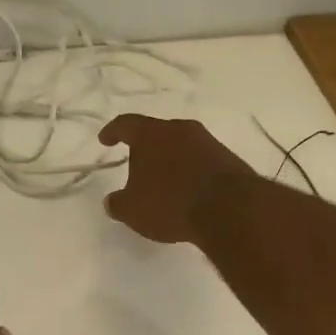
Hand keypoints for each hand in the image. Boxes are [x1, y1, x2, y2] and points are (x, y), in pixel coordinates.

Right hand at [98, 115, 254, 244]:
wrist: (230, 209)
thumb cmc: (171, 203)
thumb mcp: (133, 210)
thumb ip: (118, 203)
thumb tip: (112, 201)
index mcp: (150, 134)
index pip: (125, 124)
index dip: (112, 131)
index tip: (105, 140)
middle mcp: (179, 129)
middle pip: (156, 133)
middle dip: (145, 148)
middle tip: (137, 165)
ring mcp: (208, 141)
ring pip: (181, 145)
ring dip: (171, 160)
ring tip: (164, 182)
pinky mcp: (228, 158)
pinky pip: (201, 160)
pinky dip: (190, 171)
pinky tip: (188, 191)